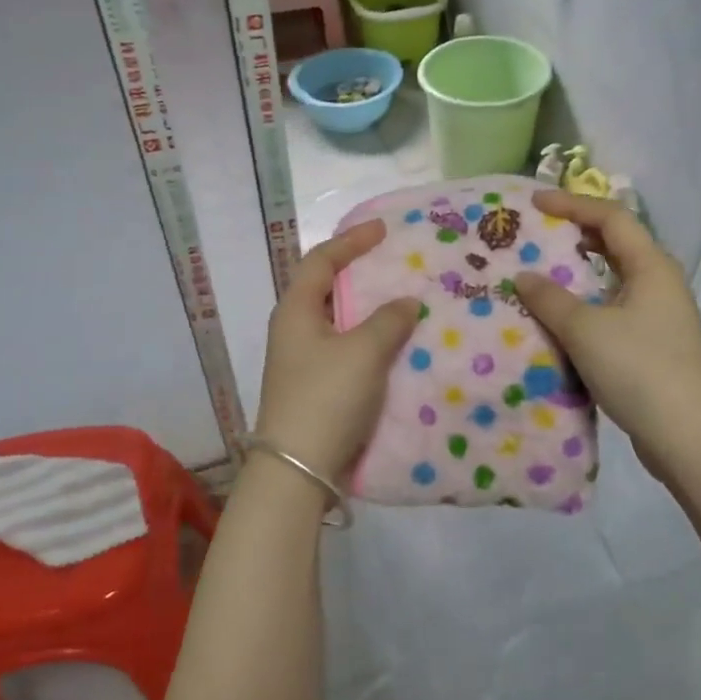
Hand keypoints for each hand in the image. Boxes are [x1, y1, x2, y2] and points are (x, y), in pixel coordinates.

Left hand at [254, 219, 421, 481]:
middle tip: (396, 265)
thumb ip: (389, 321)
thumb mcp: (363, 352)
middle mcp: (294, 330)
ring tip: (403, 303)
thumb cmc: (326, 397)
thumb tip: (406, 302)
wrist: (298, 469)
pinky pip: (345, 350)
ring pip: (338, 322)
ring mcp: (302, 361)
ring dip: (368, 311)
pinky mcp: (315, 387)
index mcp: (295, 310)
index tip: (383, 229)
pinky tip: (395, 347)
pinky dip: (369, 340)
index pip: (321, 261)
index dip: (351, 241)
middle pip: (327, 289)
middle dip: (361, 274)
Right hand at [513, 190, 700, 477]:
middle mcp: (660, 283)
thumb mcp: (585, 330)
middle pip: (617, 244)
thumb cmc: (638, 370)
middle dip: (576, 234)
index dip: (572, 205)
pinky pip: (615, 309)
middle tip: (537, 234)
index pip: (611, 217)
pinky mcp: (654, 345)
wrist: (687, 435)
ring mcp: (660, 315)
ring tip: (542, 274)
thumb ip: (550, 299)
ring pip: (615, 279)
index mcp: (651, 267)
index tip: (534, 203)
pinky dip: (587, 304)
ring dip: (580, 272)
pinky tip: (563, 320)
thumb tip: (524, 277)